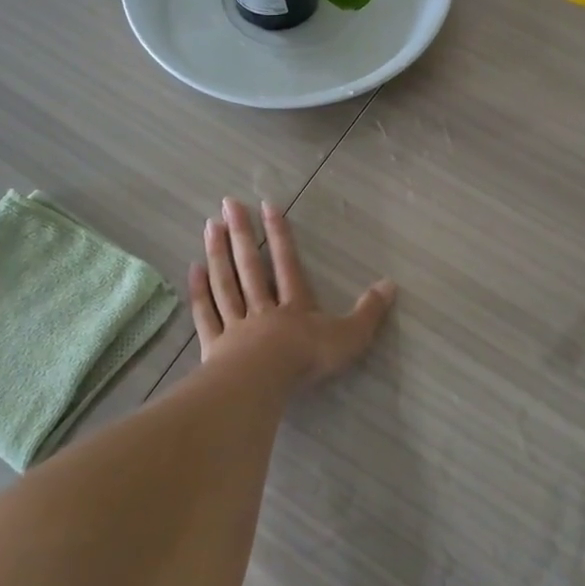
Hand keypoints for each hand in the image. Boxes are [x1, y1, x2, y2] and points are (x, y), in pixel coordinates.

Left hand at [190, 197, 395, 384]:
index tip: (267, 205)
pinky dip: (200, 292)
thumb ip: (369, 312)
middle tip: (228, 203)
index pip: (287, 262)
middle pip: (250, 265)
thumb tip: (391, 284)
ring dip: (218, 253)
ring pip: (225, 283)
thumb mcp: (349, 336)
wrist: (265, 382)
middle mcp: (263, 307)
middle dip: (241, 233)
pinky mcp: (216, 346)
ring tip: (210, 225)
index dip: (279, 234)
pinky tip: (193, 270)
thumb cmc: (307, 359)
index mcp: (294, 305)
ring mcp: (236, 325)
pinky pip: (207, 313)